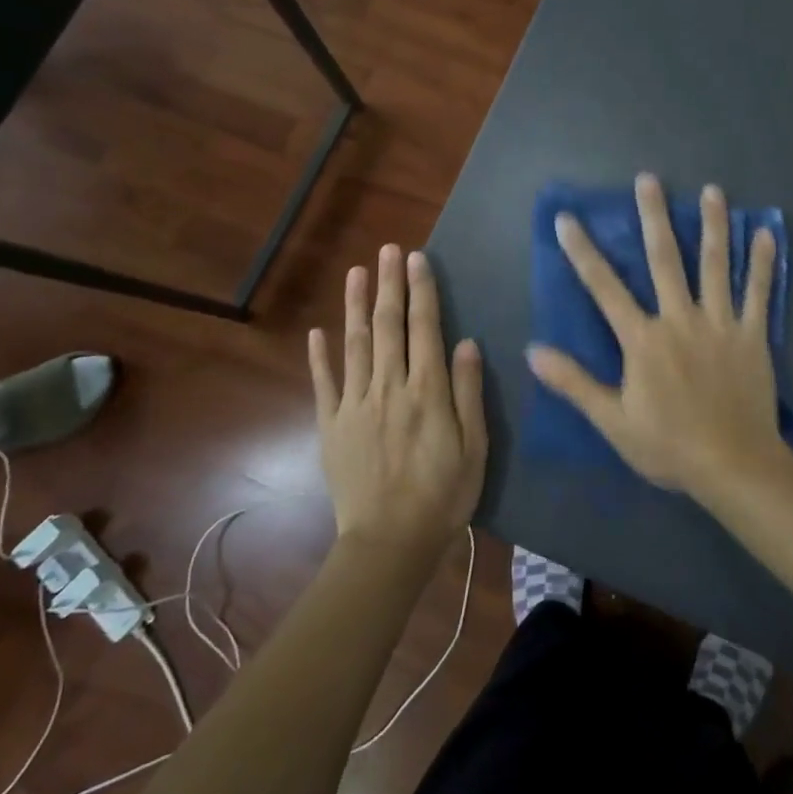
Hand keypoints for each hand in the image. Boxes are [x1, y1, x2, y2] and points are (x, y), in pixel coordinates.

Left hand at [310, 245, 486, 555]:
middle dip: (389, 285)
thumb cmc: (443, 495)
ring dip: (355, 305)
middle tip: (389, 249)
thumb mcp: (474, 447)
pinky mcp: (331, 426)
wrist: (389, 544)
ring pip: (354, 344)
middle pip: (387, 326)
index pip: (424, 328)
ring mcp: (355, 405)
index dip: (421, 291)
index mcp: (426, 391)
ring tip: (357, 272)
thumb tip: (466, 342)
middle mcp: (388, 387)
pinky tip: (318, 331)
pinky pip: (324, 383)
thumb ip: (468, 392)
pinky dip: (320, 355)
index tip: (417, 259)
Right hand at [527, 174, 787, 501]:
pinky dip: (763, 262)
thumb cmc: (669, 445)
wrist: (733, 466)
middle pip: (665, 260)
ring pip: (715, 265)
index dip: (583, 252)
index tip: (568, 220)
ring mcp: (720, 324)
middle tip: (648, 180)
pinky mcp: (752, 335)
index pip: (605, 288)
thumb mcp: (613, 421)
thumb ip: (574, 383)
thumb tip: (533, 351)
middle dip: (654, 217)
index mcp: (643, 339)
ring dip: (712, 225)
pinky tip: (766, 233)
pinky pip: (759, 292)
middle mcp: (680, 319)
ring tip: (712, 190)